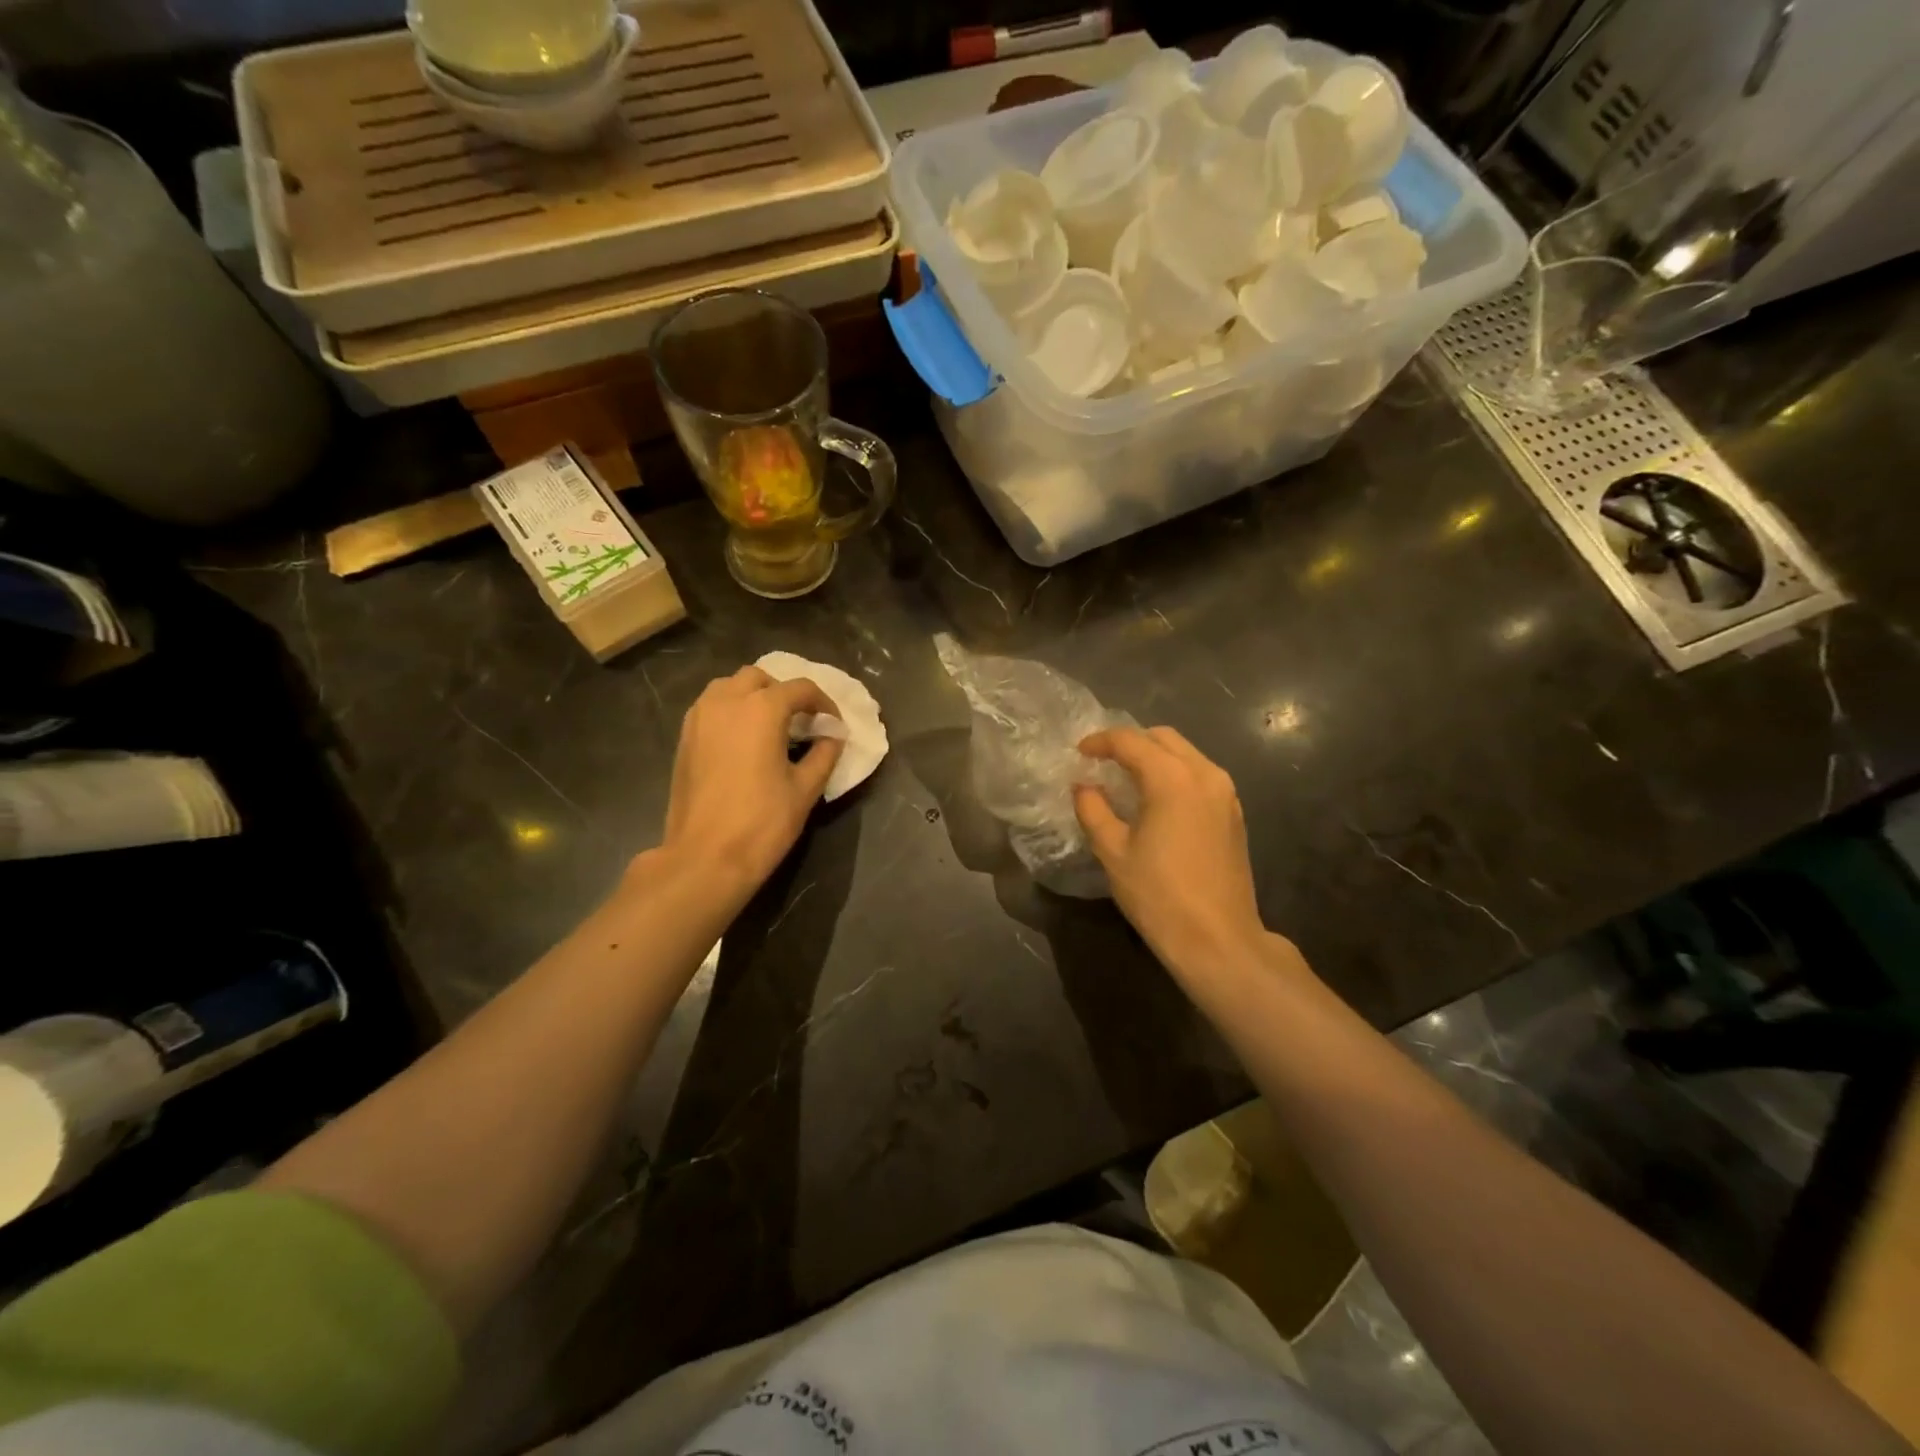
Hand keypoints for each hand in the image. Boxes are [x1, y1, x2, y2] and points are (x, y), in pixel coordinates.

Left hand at [654, 666, 842, 905]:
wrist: (705, 857)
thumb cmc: (762, 823)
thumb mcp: (805, 789)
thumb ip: (823, 755)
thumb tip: (832, 737)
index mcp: (762, 709)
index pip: (801, 689)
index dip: (824, 704)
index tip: (834, 726)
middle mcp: (727, 702)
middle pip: (760, 678)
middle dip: (784, 693)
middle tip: (801, 722)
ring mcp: (699, 718)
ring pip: (729, 687)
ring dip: (754, 696)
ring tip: (770, 726)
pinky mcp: (684, 738)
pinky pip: (711, 707)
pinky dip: (731, 711)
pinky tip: (743, 741)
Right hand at [1073, 727, 1267, 976]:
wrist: (1218, 939)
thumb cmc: (1159, 895)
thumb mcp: (1113, 851)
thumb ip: (1093, 810)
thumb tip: (1084, 786)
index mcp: (1172, 778)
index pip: (1131, 742)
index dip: (1100, 742)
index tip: (1079, 752)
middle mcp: (1205, 774)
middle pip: (1163, 738)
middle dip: (1130, 742)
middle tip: (1102, 761)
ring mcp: (1225, 793)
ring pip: (1186, 754)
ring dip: (1155, 756)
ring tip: (1126, 778)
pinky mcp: (1234, 813)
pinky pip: (1200, 775)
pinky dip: (1174, 774)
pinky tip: (1156, 799)